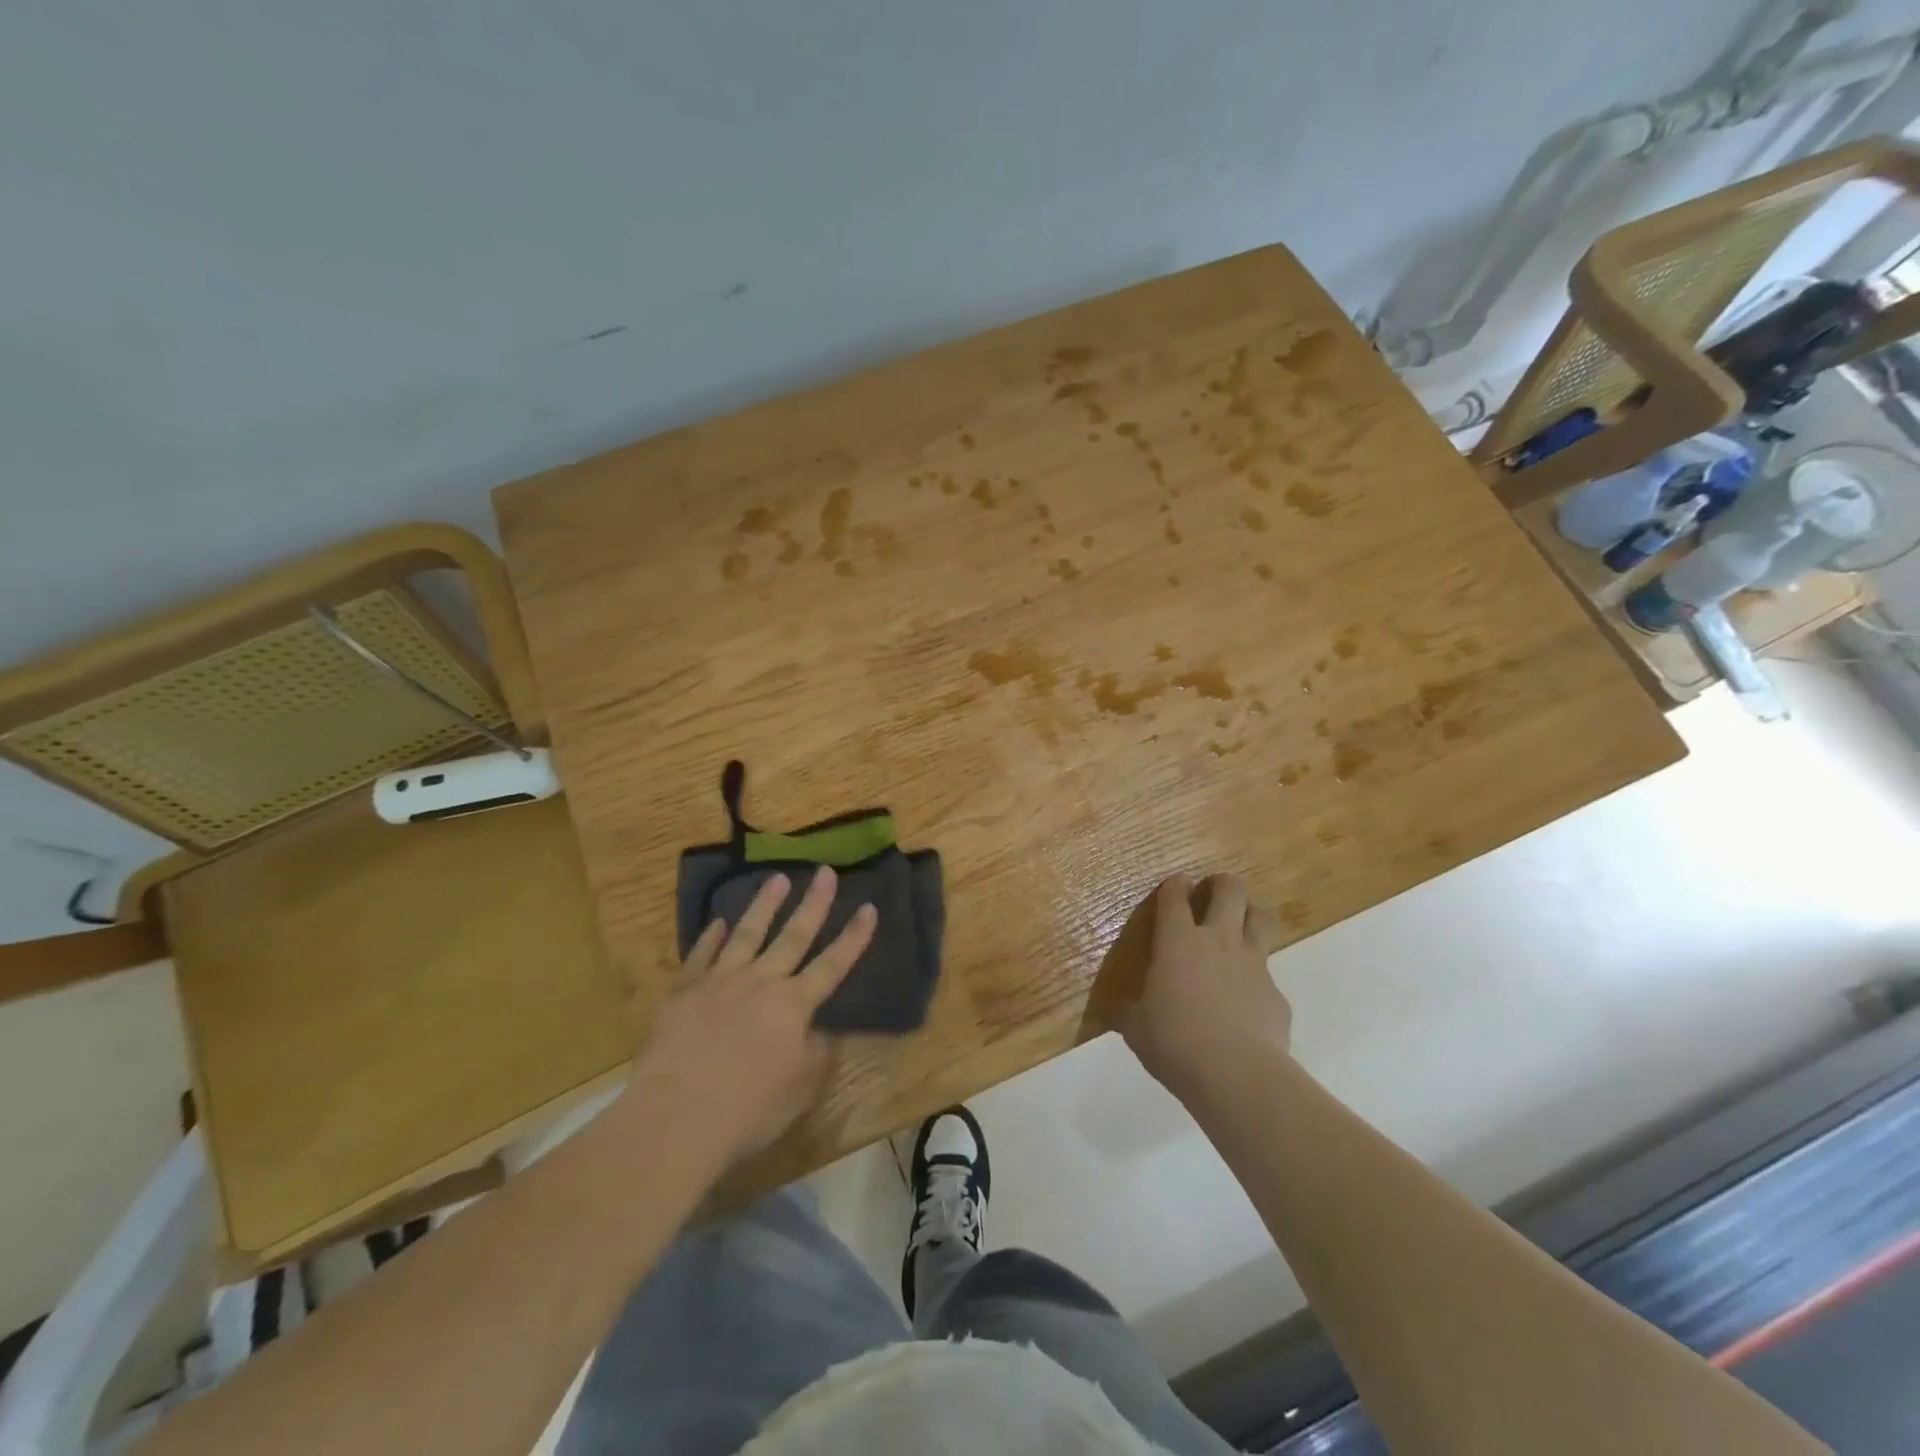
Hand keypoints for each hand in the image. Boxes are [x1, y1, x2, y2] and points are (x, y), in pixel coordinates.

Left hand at [628, 867, 876, 1162]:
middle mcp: (761, 983)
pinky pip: (700, 957)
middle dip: (814, 903)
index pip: (833, 964)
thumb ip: (816, 1052)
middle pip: (793, 936)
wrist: (676, 1117)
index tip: (868, 906)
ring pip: (747, 934)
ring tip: (777, 878)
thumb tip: (821, 1028)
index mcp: (794, 1005)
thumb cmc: (749, 1109)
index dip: (853, 937)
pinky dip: (710, 938)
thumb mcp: (801, 1088)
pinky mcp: (683, 993)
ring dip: (764, 905)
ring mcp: (719, 983)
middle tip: (825, 872)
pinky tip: (716, 922)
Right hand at [1119, 872, 1289, 1099]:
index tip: (1176, 883)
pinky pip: (1270, 973)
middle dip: (1223, 884)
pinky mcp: (1276, 993)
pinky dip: (1258, 977)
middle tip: (1215, 890)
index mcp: (1177, 942)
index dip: (1174, 885)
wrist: (1236, 1074)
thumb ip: (1127, 1013)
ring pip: (1261, 919)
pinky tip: (1248, 998)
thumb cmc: (1174, 1041)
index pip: (1175, 897)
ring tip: (1242, 924)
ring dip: (1251, 914)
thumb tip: (1112, 1012)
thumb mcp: (1136, 1028)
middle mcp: (1218, 941)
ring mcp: (1253, 964)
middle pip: (1230, 891)